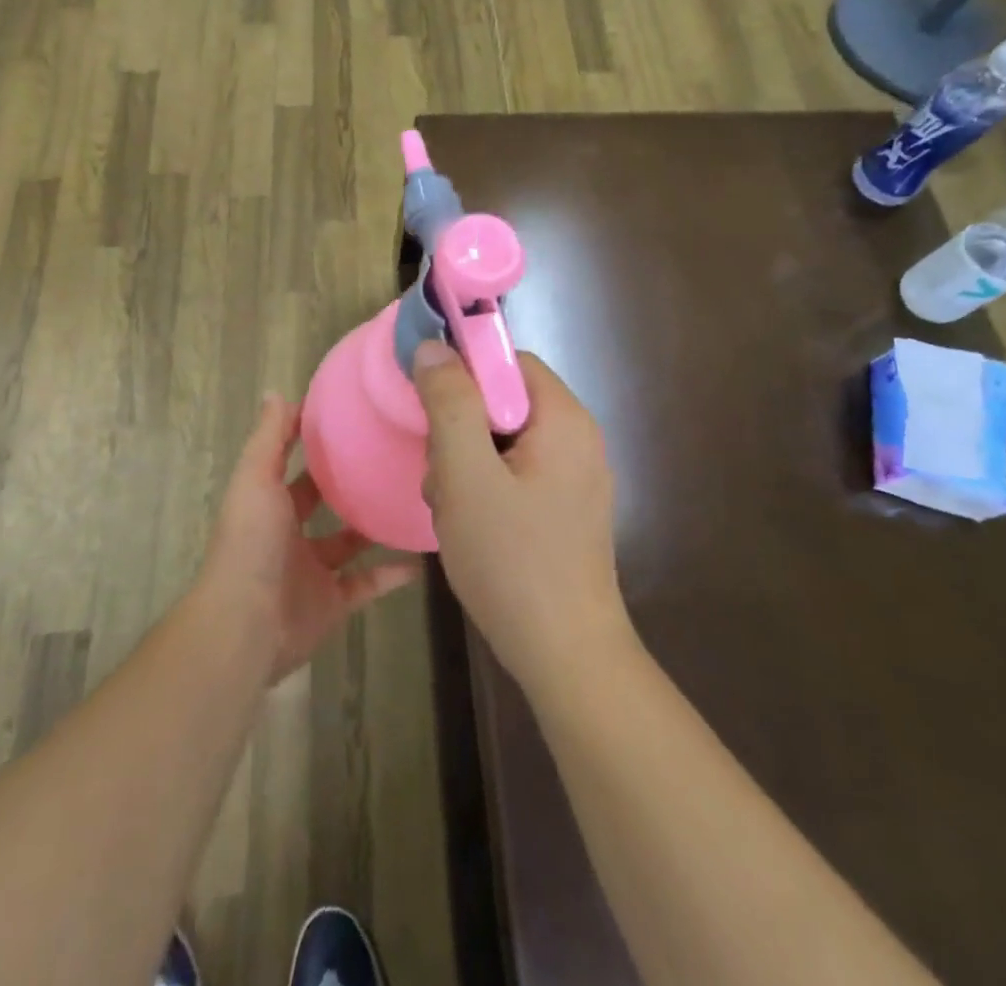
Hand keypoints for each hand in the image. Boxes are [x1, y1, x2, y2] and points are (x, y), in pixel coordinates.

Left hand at [201, 394, 421, 682]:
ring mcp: (312, 570)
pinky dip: (392, 574)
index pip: (293, 465)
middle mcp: (289, 534)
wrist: (245, 626)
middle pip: (322, 502)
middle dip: (348, 482)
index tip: (350, 418)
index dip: (313, 442)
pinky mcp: (333, 602)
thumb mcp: (255, 479)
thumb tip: (276, 392)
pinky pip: (367, 584)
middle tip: (390, 456)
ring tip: (411, 499)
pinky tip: (421, 558)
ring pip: (349, 542)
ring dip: (374, 526)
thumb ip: (269, 439)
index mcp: (269, 502)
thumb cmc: (250, 543)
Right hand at [413, 343, 632, 692]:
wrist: (566, 657)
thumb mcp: (466, 475)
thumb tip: (434, 348)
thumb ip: (450, 404)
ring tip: (452, 508)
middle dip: (460, 429)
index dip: (463, 371)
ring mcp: (574, 478)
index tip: (429, 406)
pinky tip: (469, 526)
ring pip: (502, 441)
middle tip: (442, 472)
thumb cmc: (513, 560)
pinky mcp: (563, 510)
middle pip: (503, 402)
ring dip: (466, 464)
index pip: (508, 361)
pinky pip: (513, 474)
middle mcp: (577, 439)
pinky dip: (484, 489)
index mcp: (564, 419)